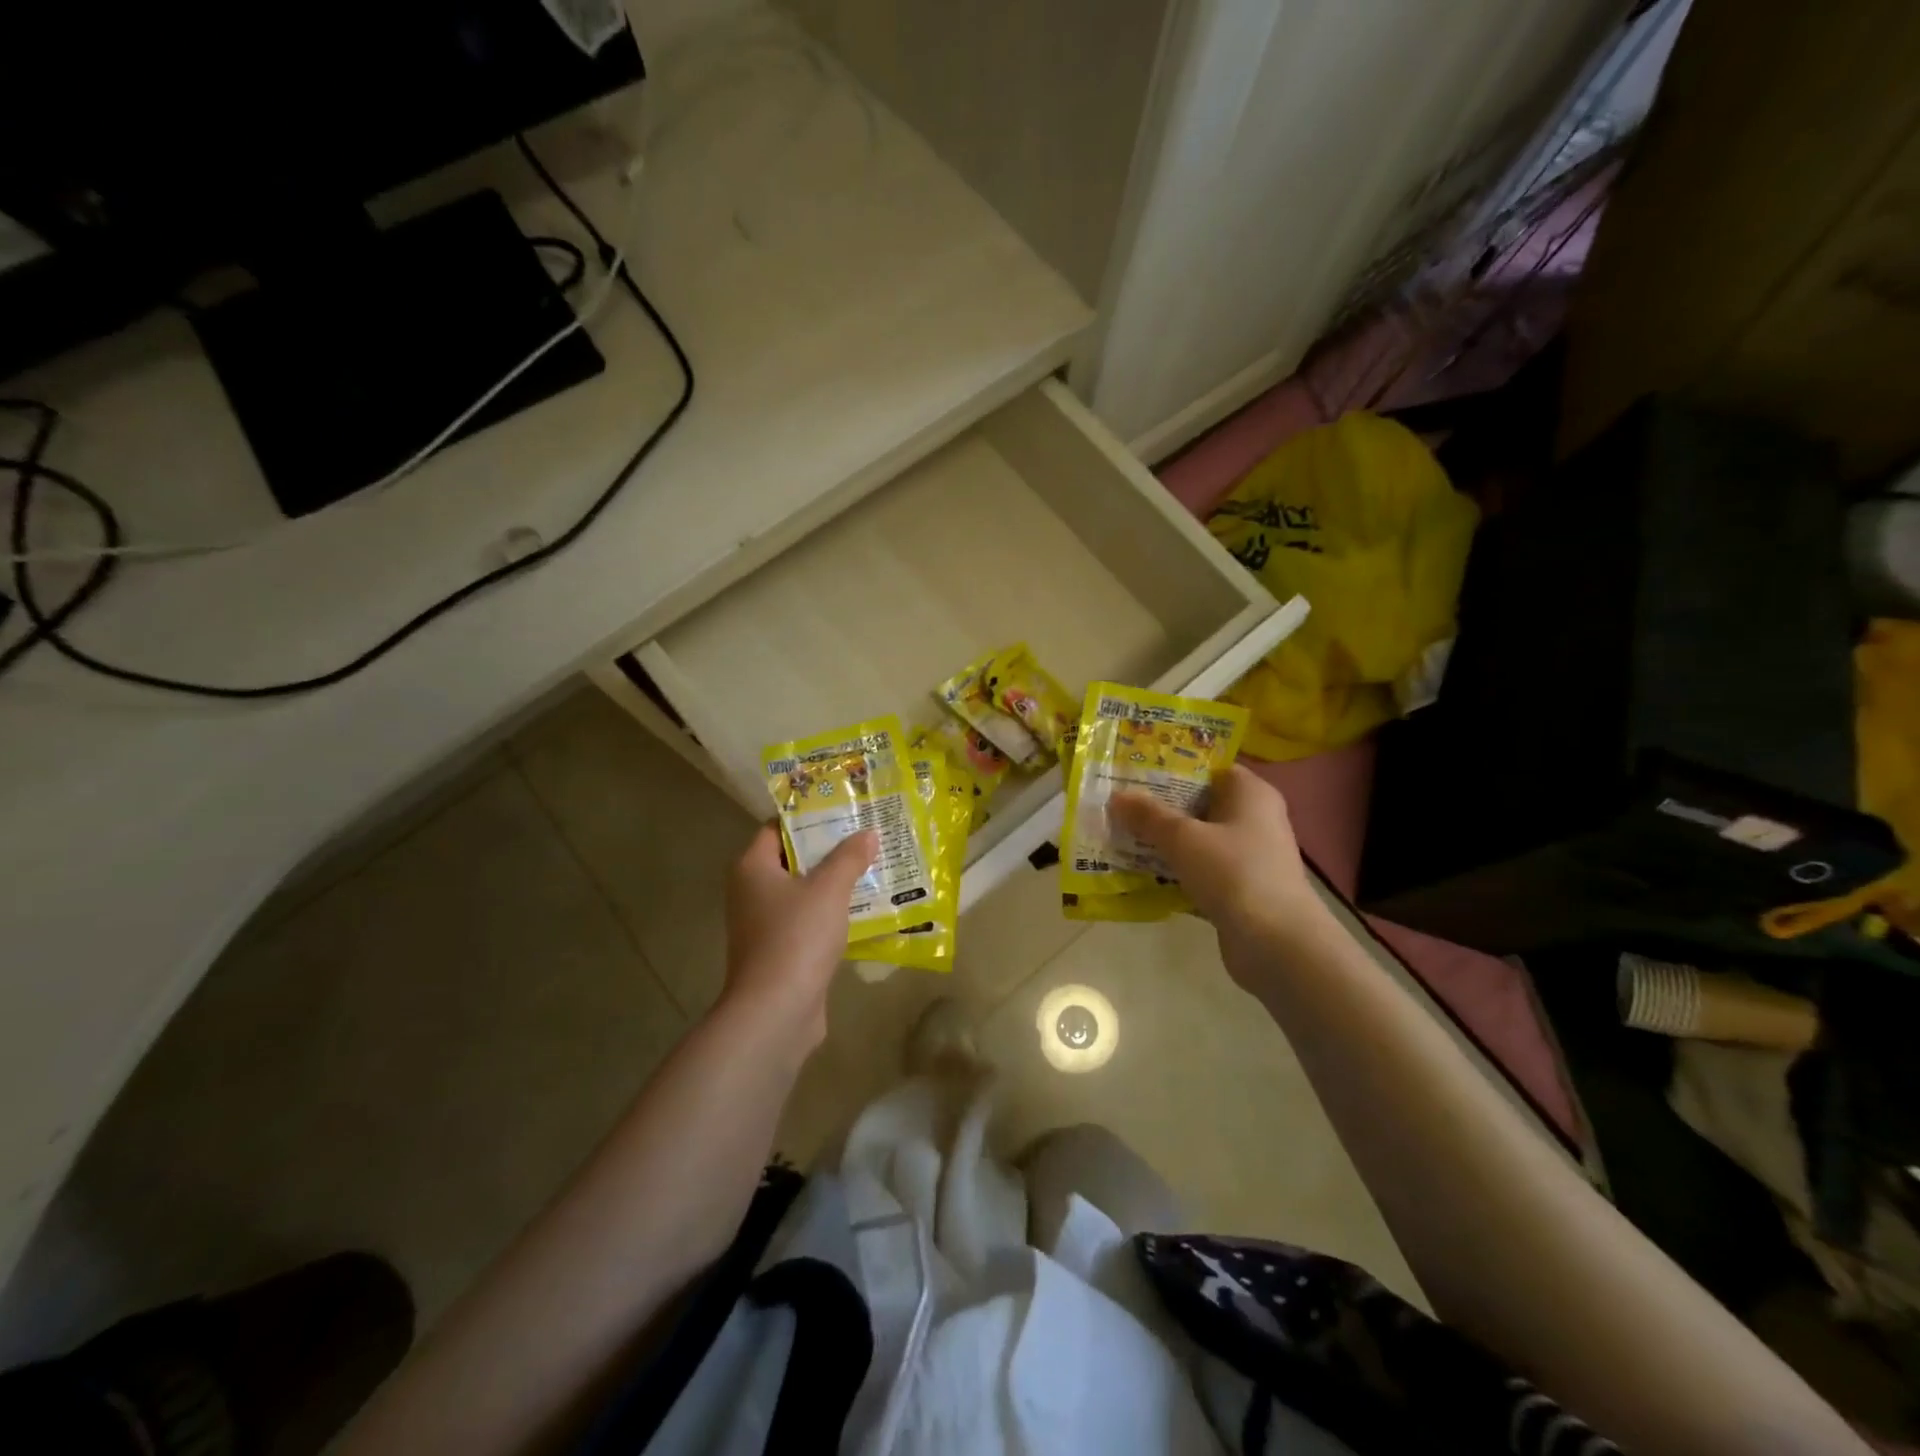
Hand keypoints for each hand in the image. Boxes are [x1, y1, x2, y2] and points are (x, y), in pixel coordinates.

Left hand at [722, 825, 876, 1047]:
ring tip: (872, 867)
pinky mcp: (781, 952)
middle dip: (828, 849)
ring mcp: (764, 925)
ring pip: (803, 892)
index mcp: (752, 868)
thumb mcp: (829, 888)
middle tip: (865, 835)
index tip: (842, 809)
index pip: (776, 828)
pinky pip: (809, 921)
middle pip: (792, 859)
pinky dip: (832, 913)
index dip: (808, 817)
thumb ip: (849, 857)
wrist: (776, 1010)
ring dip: (833, 883)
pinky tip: (864, 908)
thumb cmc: (796, 936)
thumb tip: (867, 833)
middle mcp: (751, 892)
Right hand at [1111, 764, 1327, 968]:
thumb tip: (1117, 796)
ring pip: (1198, 840)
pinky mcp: (1241, 889)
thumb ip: (1148, 815)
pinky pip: (1201, 871)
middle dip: (1161, 807)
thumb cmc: (1233, 872)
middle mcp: (1255, 819)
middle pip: (1201, 805)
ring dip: (1165, 842)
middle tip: (1120, 805)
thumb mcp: (1183, 837)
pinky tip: (1143, 876)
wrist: (1275, 943)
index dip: (1173, 769)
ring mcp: (1250, 857)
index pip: (1209, 768)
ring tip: (1122, 838)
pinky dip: (1177, 872)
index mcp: (1251, 793)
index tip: (1136, 773)